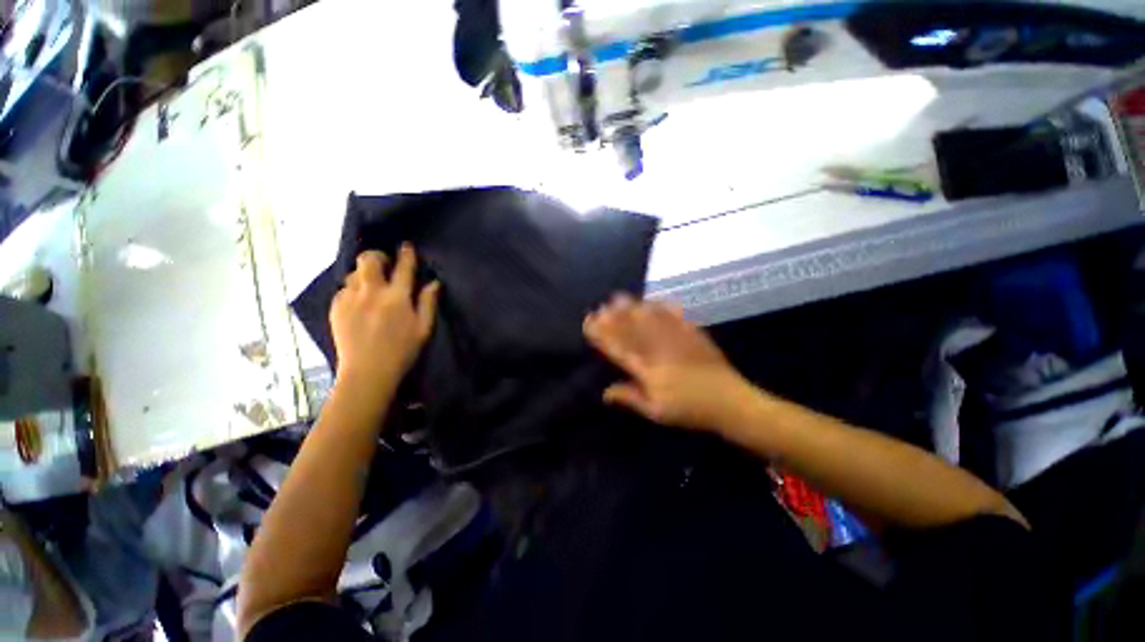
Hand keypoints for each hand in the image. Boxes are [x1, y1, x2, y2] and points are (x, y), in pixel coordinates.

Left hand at [331, 244, 439, 387]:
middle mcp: (371, 292)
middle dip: (376, 256)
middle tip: (384, 264)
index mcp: (396, 298)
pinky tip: (359, 302)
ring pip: (354, 273)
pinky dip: (353, 290)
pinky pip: (344, 289)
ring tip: (371, 285)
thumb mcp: (423, 328)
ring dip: (364, 274)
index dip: (406, 254)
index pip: (403, 267)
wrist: (367, 372)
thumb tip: (433, 283)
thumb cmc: (402, 351)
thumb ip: (427, 303)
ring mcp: (350, 299)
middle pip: (368, 259)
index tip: (406, 246)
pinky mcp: (336, 308)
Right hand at [583, 295, 753, 431]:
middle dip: (613, 317)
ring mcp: (677, 339)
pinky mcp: (693, 333)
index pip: (619, 348)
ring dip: (632, 307)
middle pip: (632, 330)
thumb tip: (605, 392)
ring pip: (650, 319)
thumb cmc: (689, 410)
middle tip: (600, 306)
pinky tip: (652, 300)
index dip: (602, 335)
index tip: (590, 324)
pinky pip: (674, 315)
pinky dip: (661, 306)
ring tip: (618, 298)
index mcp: (648, 370)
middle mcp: (659, 350)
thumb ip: (630, 398)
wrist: (729, 402)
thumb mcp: (656, 412)